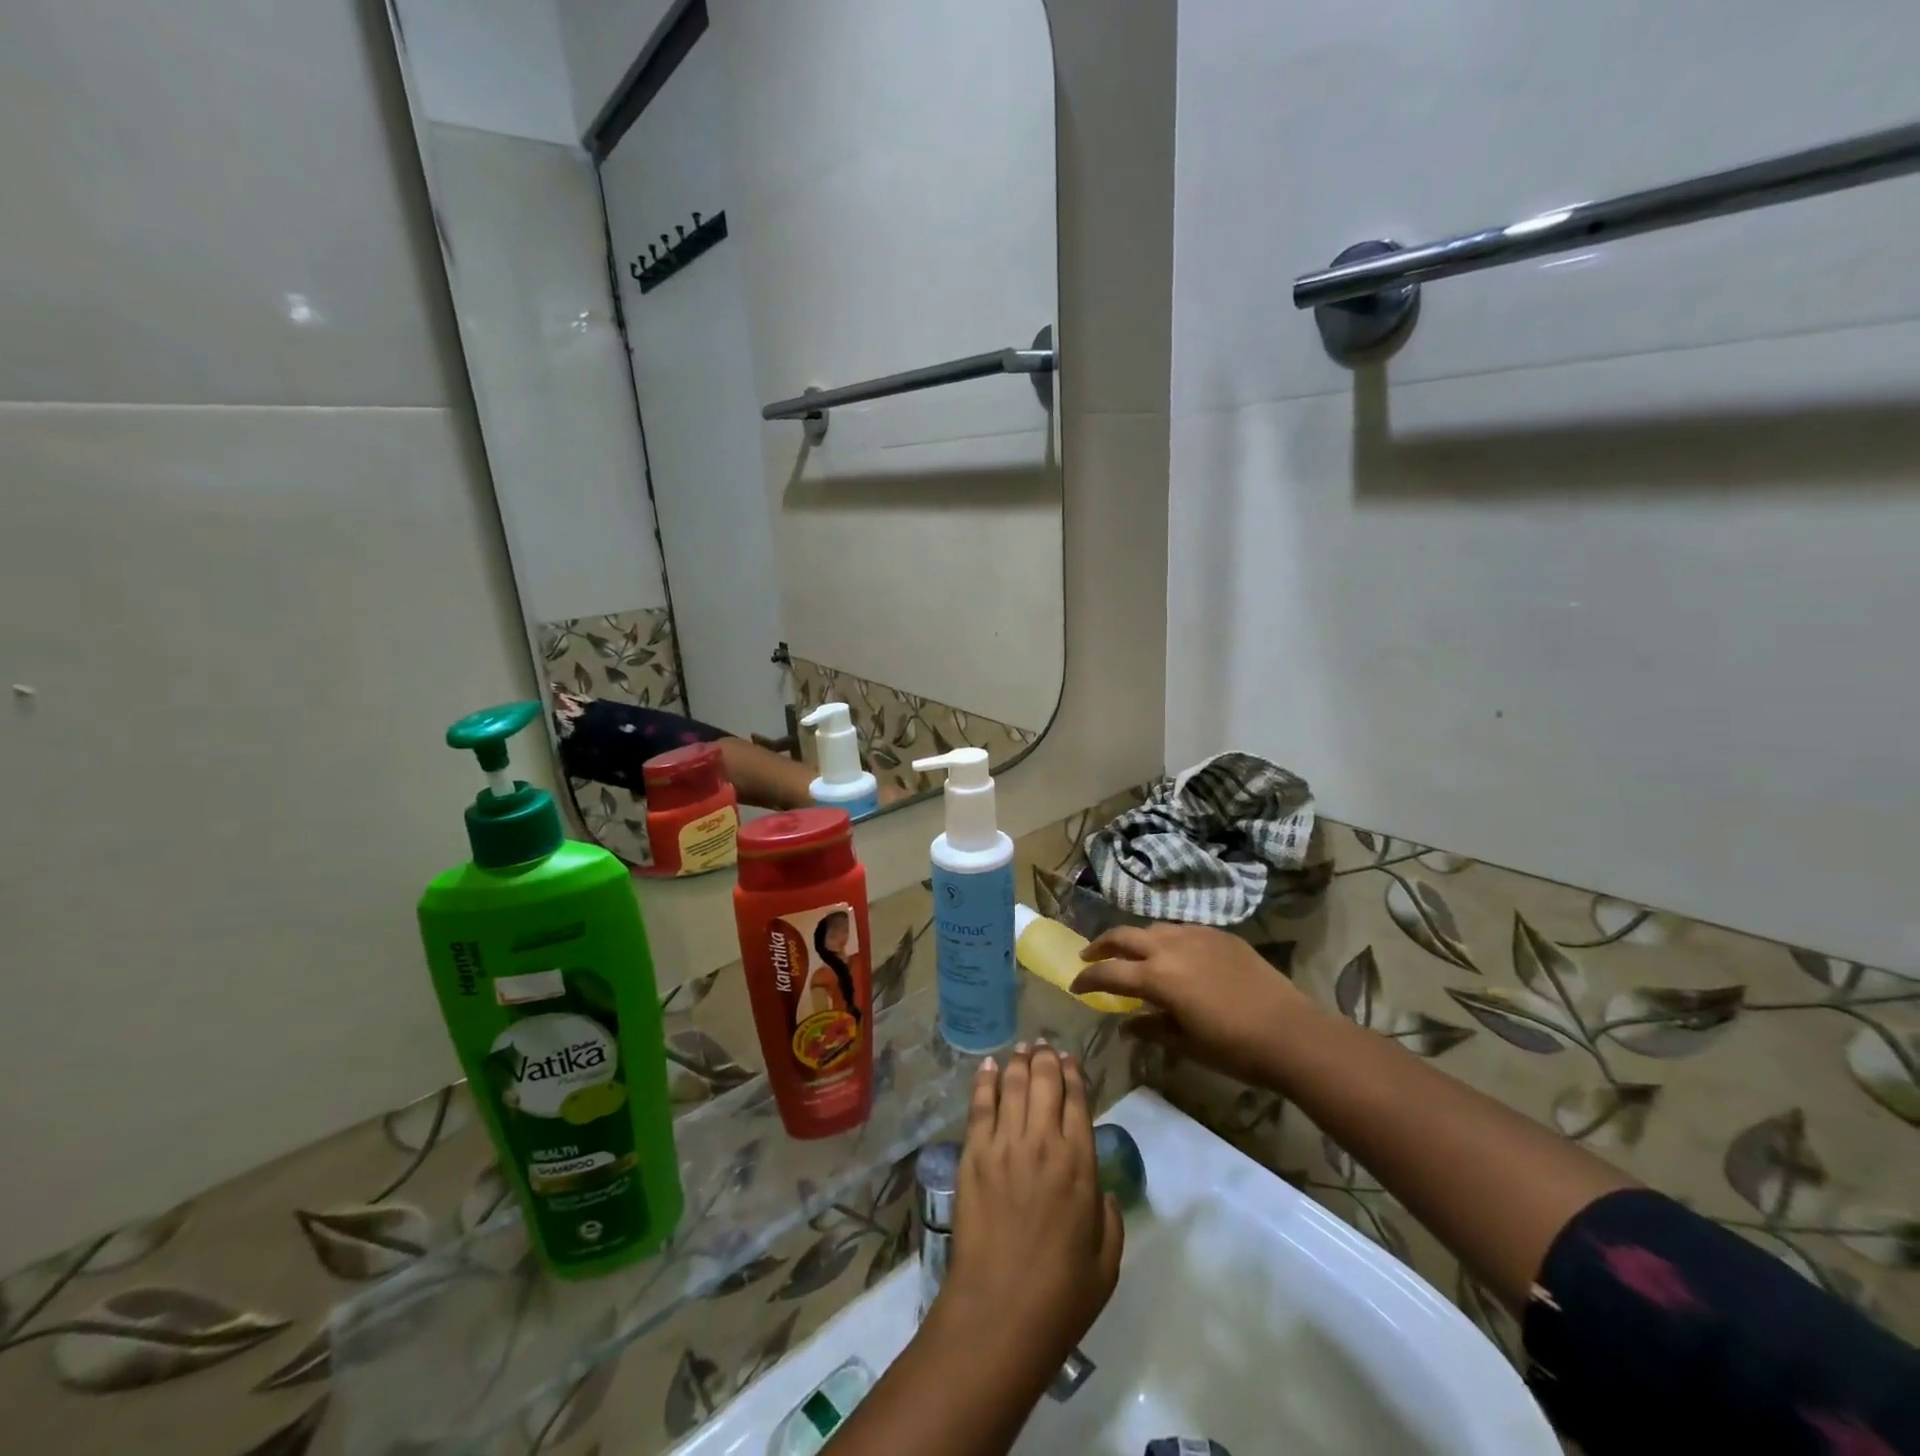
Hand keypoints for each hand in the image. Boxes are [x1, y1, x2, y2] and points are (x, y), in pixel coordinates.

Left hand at [934, 1044, 1122, 1373]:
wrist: (1001, 1313)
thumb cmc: (1061, 1296)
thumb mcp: (1107, 1263)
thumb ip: (1110, 1220)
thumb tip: (1103, 1192)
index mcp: (1080, 1164)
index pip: (1077, 1100)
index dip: (1073, 1074)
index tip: (1070, 1059)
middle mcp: (1043, 1142)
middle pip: (1044, 1082)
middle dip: (1046, 1058)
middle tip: (1044, 1046)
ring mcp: (1004, 1145)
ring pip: (1012, 1085)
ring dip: (1018, 1062)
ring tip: (1022, 1048)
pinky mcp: (973, 1155)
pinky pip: (980, 1106)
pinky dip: (984, 1081)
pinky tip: (988, 1067)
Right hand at [1072, 924, 1312, 1086]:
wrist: (1291, 1033)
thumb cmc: (1234, 1048)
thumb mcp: (1186, 1044)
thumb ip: (1151, 1028)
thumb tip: (1126, 1025)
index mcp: (1158, 977)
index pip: (1109, 972)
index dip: (1088, 979)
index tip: (1075, 985)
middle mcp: (1171, 947)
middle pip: (1124, 936)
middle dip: (1101, 945)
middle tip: (1089, 956)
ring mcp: (1197, 936)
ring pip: (1152, 928)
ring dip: (1134, 939)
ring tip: (1130, 953)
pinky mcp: (1220, 935)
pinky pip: (1182, 930)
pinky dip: (1165, 939)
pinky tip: (1173, 954)